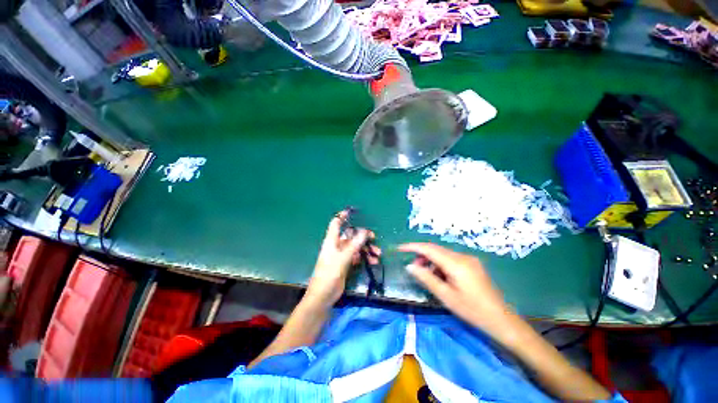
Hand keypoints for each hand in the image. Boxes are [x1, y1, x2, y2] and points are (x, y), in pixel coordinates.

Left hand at [306, 210, 379, 308]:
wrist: (323, 295)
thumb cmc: (329, 274)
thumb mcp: (343, 258)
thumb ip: (354, 245)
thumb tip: (364, 231)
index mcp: (332, 241)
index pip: (336, 224)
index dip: (342, 216)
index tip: (352, 211)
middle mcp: (336, 246)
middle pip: (350, 236)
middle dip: (362, 236)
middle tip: (374, 238)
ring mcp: (341, 255)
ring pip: (356, 247)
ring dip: (366, 249)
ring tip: (378, 254)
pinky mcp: (345, 264)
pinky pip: (357, 257)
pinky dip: (364, 258)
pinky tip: (373, 262)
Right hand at [399, 243, 513, 335]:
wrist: (501, 319)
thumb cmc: (472, 310)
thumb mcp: (446, 296)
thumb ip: (426, 278)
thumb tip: (410, 266)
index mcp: (456, 263)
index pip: (429, 249)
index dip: (413, 247)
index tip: (400, 248)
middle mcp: (463, 256)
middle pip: (436, 249)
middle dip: (421, 255)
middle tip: (413, 267)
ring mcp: (469, 259)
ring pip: (443, 254)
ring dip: (431, 260)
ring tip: (425, 274)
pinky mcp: (472, 264)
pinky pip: (451, 259)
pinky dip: (440, 264)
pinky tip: (439, 276)